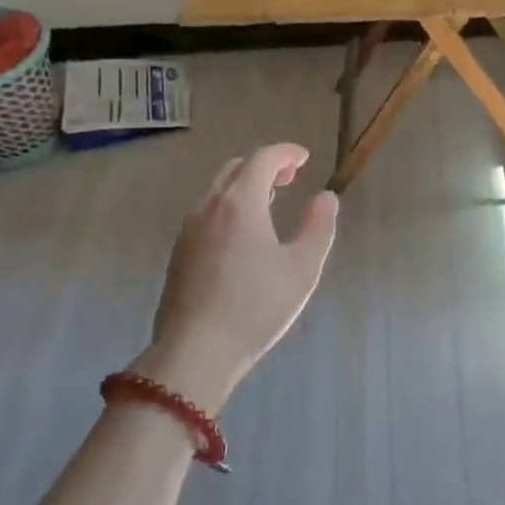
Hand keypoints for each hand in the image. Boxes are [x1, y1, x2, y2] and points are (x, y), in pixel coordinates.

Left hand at [145, 142, 339, 410]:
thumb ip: (318, 227)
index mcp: (240, 202)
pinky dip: (228, 207)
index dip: (286, 153)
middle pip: (236, 169)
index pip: (263, 158)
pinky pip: (206, 214)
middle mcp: (209, 207)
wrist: (195, 352)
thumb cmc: (256, 307)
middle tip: (289, 178)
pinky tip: (242, 235)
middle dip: (265, 166)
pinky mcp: (178, 253)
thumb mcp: (302, 268)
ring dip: (244, 187)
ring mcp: (188, 230)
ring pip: (217, 191)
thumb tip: (326, 197)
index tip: (304, 158)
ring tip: (268, 203)